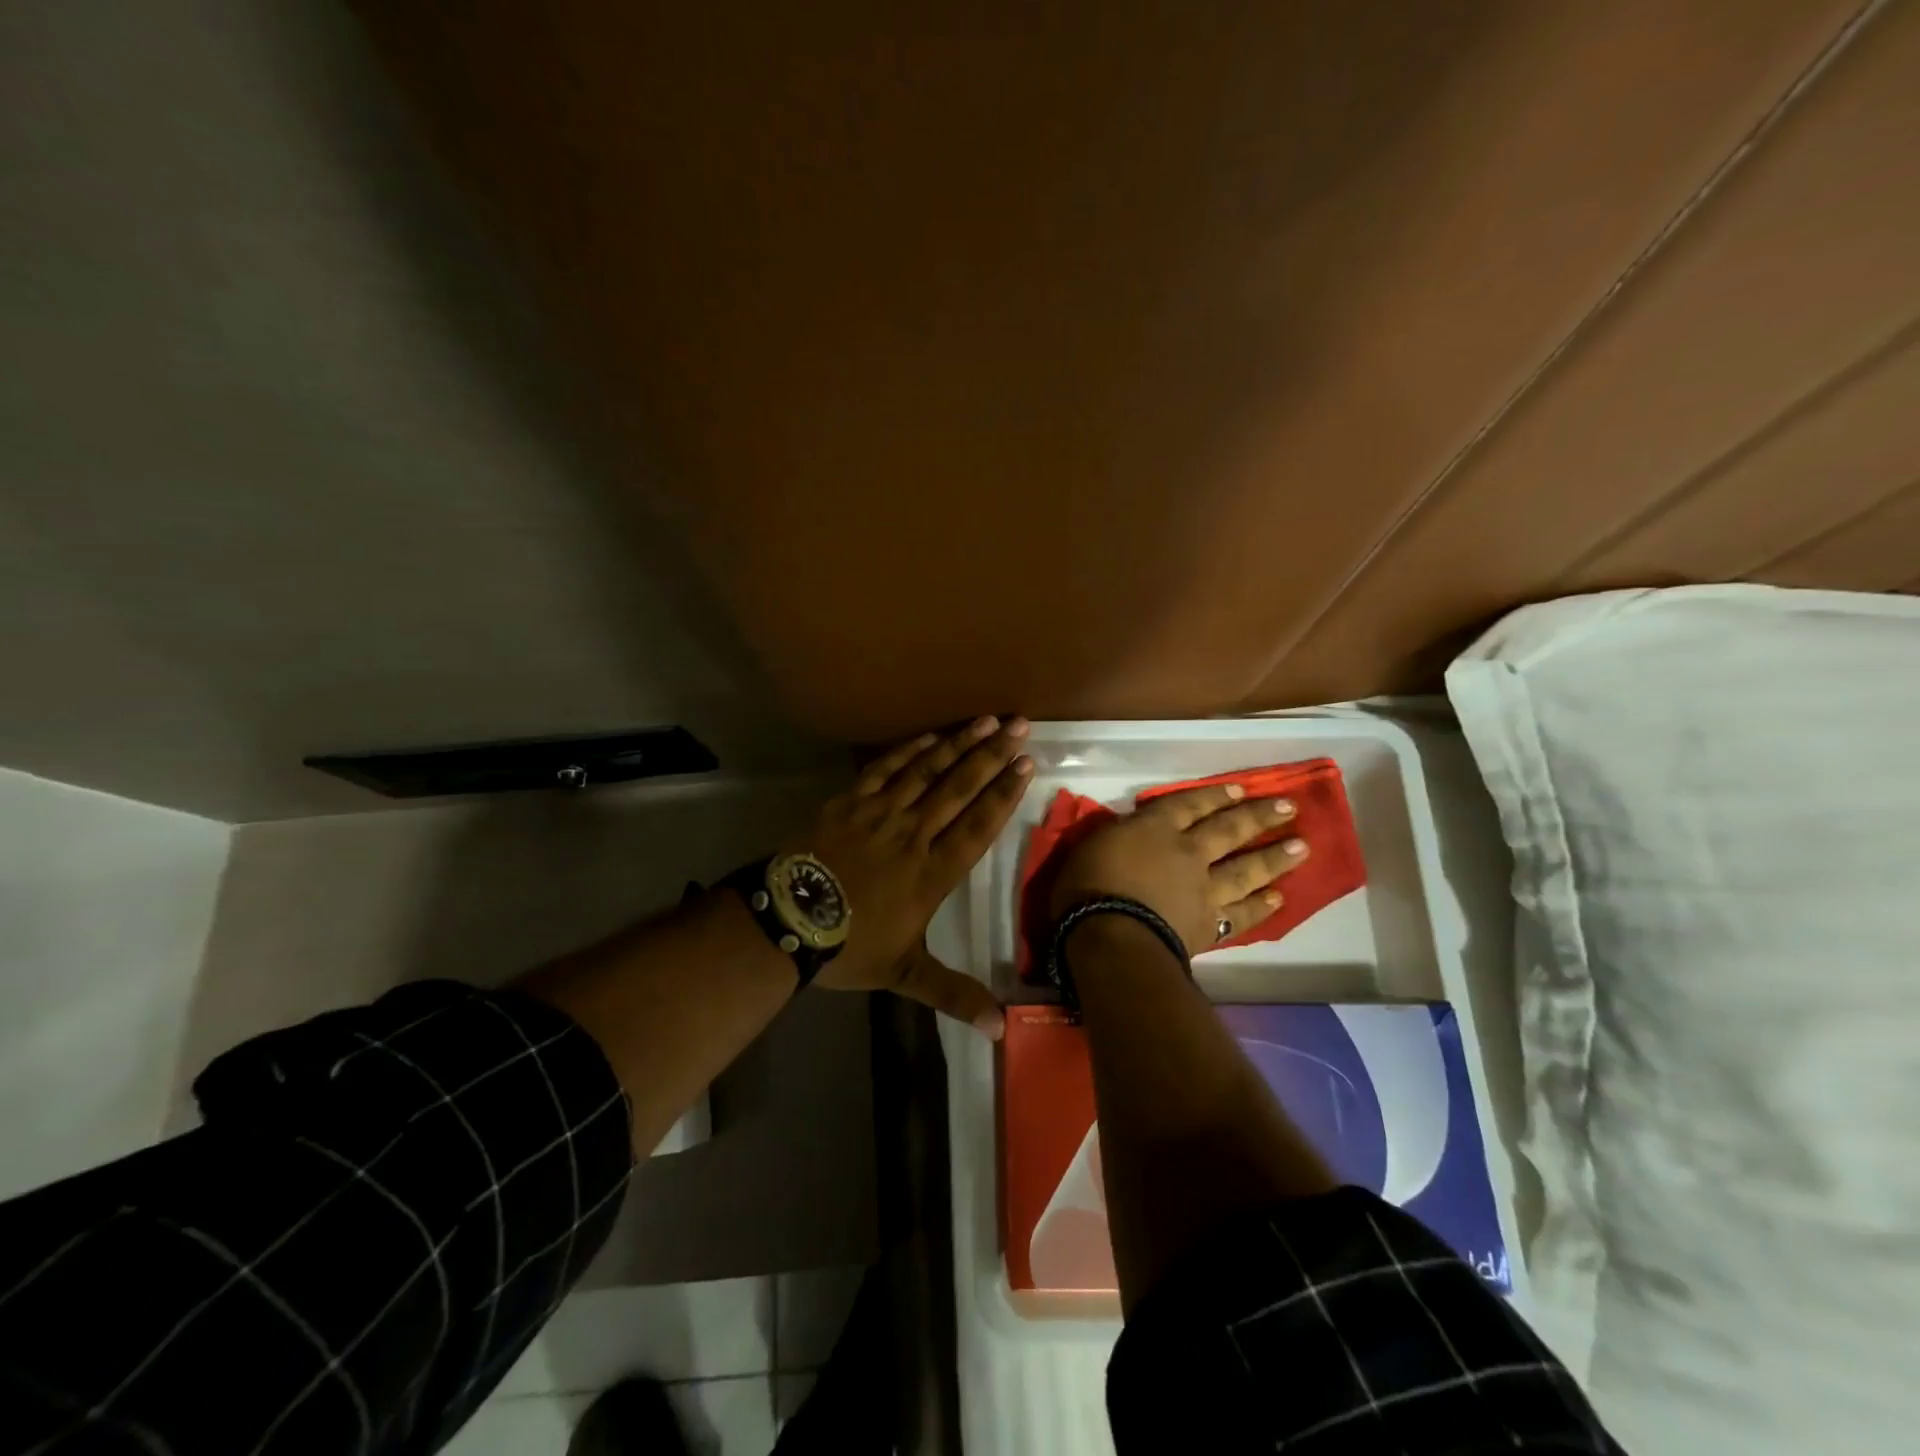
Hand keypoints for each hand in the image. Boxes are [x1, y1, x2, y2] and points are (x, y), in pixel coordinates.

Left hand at [802, 717, 1034, 1036]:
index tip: (1026, 765)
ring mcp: (880, 813)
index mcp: (932, 873)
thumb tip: (1000, 1028)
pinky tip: (930, 736)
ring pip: (927, 772)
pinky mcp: (850, 802)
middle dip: (992, 755)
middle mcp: (914, 835)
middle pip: (960, 788)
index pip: (978, 826)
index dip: (1004, 794)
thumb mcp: (904, 975)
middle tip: (1019, 726)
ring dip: (958, 744)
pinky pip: (885, 769)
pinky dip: (909, 750)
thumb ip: (953, 993)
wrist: (787, 922)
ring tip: (985, 720)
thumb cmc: (849, 947)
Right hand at [1048, 782, 1308, 955]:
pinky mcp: (1210, 925)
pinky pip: (1241, 914)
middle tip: (1288, 808)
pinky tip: (1279, 899)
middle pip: (1229, 830)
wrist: (1111, 936)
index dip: (1214, 796)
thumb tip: (1133, 832)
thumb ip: (1120, 836)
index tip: (1239, 789)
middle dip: (1258, 817)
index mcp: (1155, 828)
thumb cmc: (1087, 886)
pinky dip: (1260, 907)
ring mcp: (1203, 890)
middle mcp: (1188, 853)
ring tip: (1302, 848)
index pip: (1189, 804)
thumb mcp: (1093, 845)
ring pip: (1246, 870)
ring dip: (1274, 858)